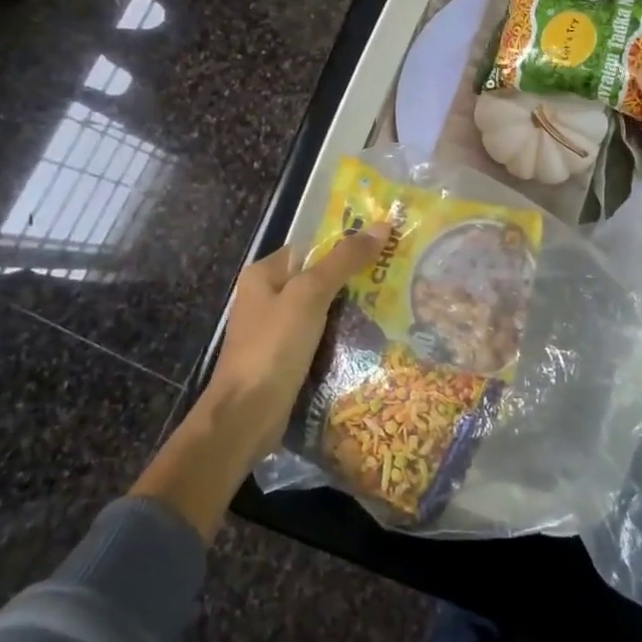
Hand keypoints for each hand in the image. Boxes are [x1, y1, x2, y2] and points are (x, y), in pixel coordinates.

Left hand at [203, 224, 390, 458]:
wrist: (246, 415)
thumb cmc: (273, 347)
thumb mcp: (310, 295)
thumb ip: (343, 261)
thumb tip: (382, 225)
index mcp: (264, 274)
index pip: (312, 248)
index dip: (346, 246)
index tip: (385, 249)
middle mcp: (267, 297)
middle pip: (318, 279)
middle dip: (354, 280)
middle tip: (396, 280)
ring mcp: (275, 331)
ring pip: (321, 311)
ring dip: (351, 311)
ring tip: (393, 307)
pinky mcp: (285, 359)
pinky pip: (319, 338)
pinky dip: (341, 337)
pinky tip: (370, 341)